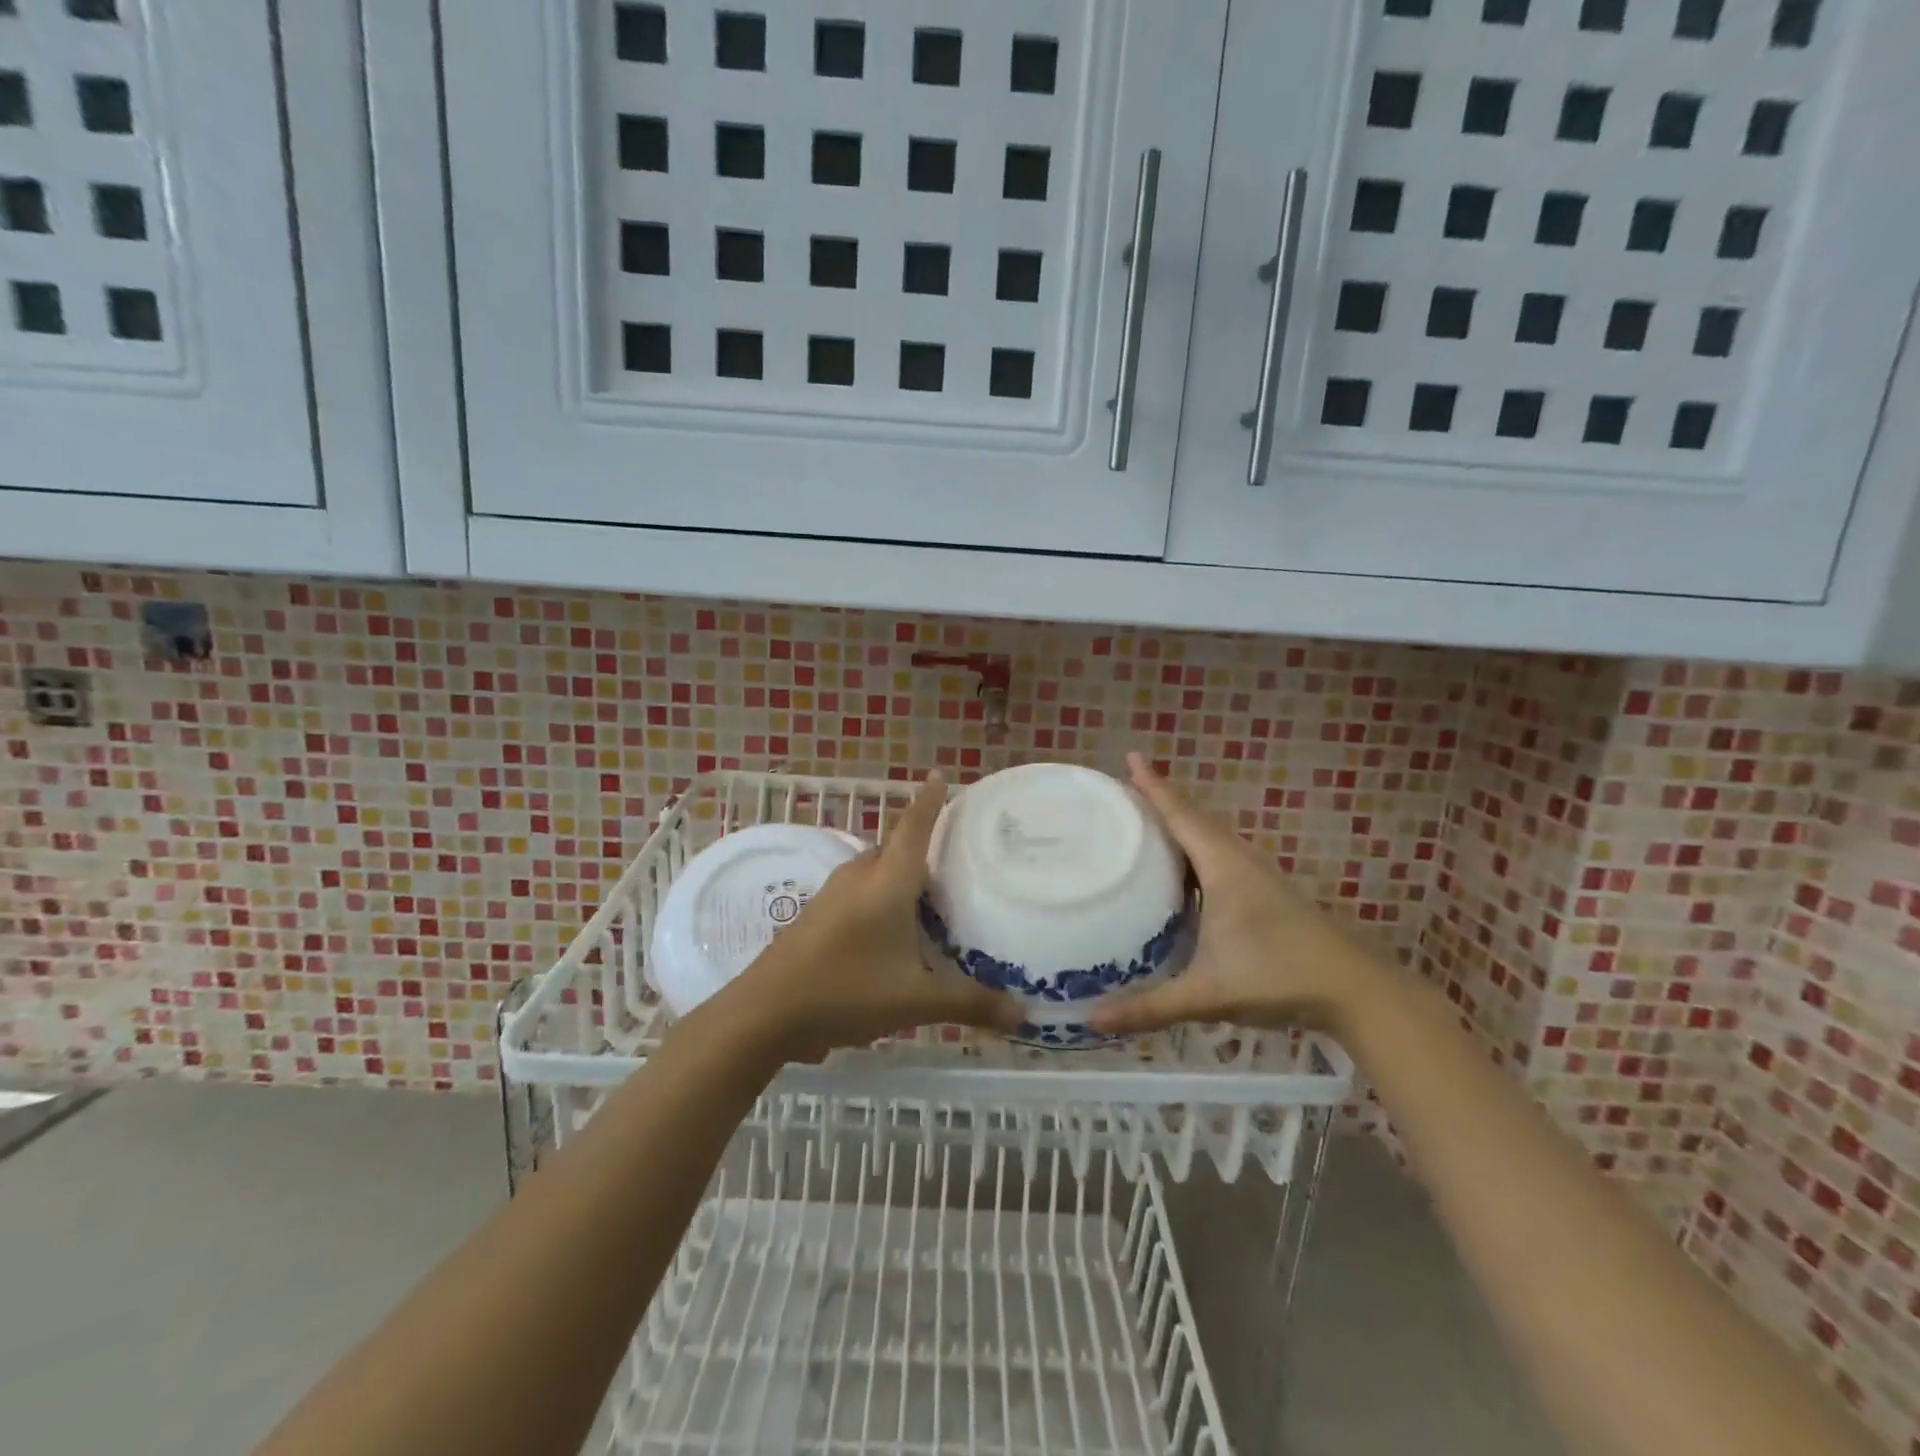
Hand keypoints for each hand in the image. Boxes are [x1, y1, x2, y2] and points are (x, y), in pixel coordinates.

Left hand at [727, 773, 1023, 1056]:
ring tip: (931, 900)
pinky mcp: (817, 915)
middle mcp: (860, 876)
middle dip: (921, 848)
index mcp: (887, 880)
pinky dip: (881, 898)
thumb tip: (1024, 1016)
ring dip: (900, 877)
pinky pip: (859, 892)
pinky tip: (892, 932)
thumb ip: (971, 1003)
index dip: (930, 800)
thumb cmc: (847, 990)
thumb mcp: (916, 1000)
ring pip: (875, 871)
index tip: (941, 775)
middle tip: (956, 861)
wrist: (766, 1011)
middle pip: (895, 848)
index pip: (914, 826)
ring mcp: (833, 894)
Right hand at [1089, 753, 1390, 1036]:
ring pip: (1209, 839)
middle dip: (1160, 802)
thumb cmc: (1279, 977)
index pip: (1181, 816)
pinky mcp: (1264, 896)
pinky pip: (1219, 859)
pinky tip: (1181, 874)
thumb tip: (1092, 1021)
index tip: (1132, 758)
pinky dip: (1194, 852)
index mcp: (1223, 867)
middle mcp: (1238, 862)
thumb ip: (1151, 1007)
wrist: (1357, 991)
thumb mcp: (1208, 993)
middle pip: (1194, 820)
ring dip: (1179, 826)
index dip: (1154, 787)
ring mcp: (1255, 878)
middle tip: (1123, 793)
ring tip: (1144, 825)